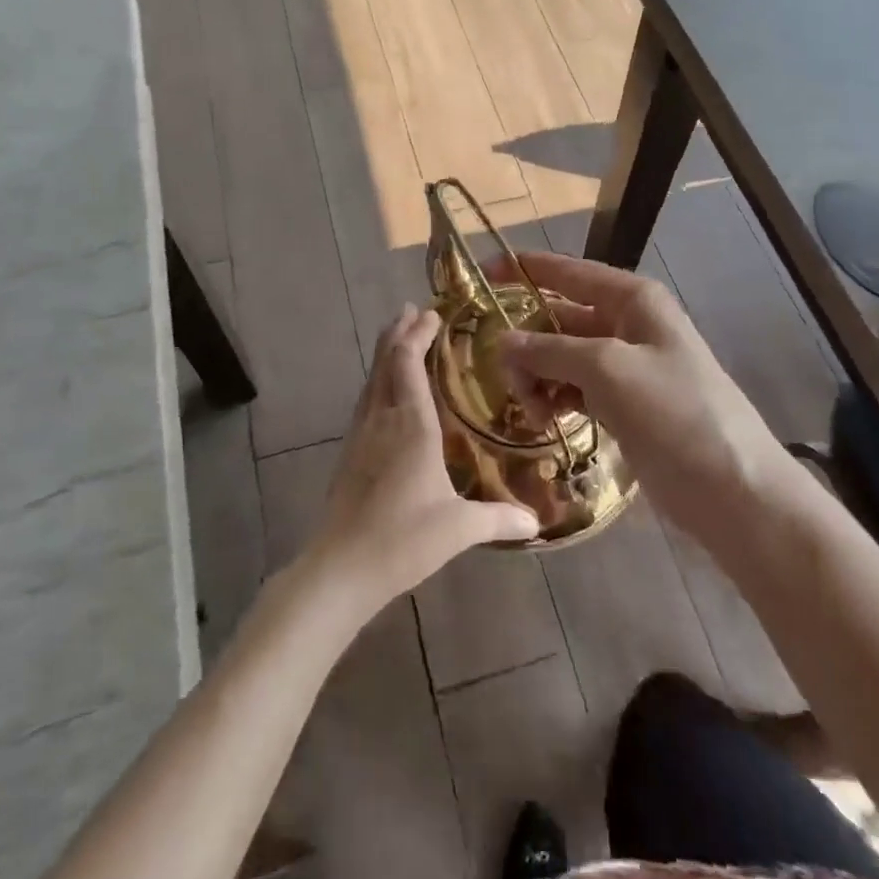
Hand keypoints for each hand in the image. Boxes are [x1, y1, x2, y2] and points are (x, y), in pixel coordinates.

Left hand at [307, 305, 538, 618]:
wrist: (340, 568)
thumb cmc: (403, 540)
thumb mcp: (459, 529)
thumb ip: (500, 519)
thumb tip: (538, 522)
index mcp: (411, 425)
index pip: (408, 363)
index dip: (418, 334)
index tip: (431, 312)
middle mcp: (382, 420)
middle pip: (385, 362)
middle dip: (398, 333)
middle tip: (412, 310)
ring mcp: (360, 435)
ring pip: (371, 380)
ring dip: (385, 354)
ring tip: (398, 338)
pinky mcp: (350, 453)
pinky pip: (365, 401)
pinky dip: (378, 381)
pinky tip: (385, 393)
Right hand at [491, 253, 801, 554]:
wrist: (732, 488)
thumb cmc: (675, 413)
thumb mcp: (607, 370)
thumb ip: (550, 349)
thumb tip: (502, 341)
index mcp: (632, 300)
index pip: (568, 272)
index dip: (525, 269)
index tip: (482, 274)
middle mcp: (628, 325)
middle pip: (559, 318)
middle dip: (527, 342)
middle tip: (504, 380)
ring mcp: (626, 367)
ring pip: (562, 357)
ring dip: (538, 377)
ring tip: (531, 411)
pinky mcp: (624, 404)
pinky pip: (575, 388)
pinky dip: (555, 398)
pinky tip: (544, 420)